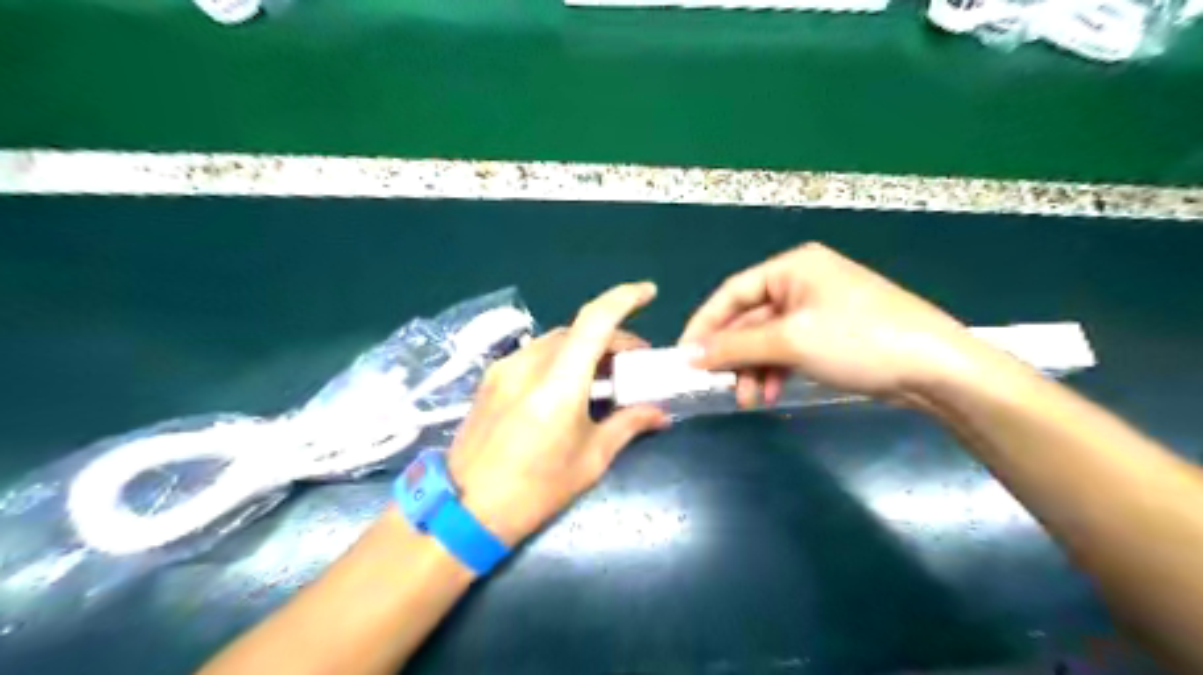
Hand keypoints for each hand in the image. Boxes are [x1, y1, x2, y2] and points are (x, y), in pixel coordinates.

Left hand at [446, 280, 672, 549]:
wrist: (464, 511)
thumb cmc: (535, 490)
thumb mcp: (590, 460)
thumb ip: (627, 425)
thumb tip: (659, 412)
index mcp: (558, 383)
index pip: (595, 320)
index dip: (625, 298)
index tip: (649, 293)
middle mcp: (529, 364)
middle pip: (579, 330)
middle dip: (612, 338)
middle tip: (634, 364)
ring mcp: (505, 368)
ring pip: (557, 341)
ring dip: (585, 348)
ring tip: (602, 377)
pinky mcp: (491, 378)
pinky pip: (535, 355)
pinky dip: (561, 359)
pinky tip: (567, 386)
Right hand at [681, 243, 980, 406]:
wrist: (936, 369)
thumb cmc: (857, 341)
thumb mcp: (790, 341)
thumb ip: (735, 346)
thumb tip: (689, 355)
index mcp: (792, 268)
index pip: (732, 292)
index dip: (705, 324)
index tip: (685, 356)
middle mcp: (803, 282)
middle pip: (750, 319)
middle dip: (734, 355)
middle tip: (720, 386)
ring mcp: (819, 309)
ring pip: (769, 339)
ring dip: (754, 368)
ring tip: (751, 399)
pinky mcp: (832, 334)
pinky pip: (790, 349)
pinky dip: (777, 370)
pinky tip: (773, 392)